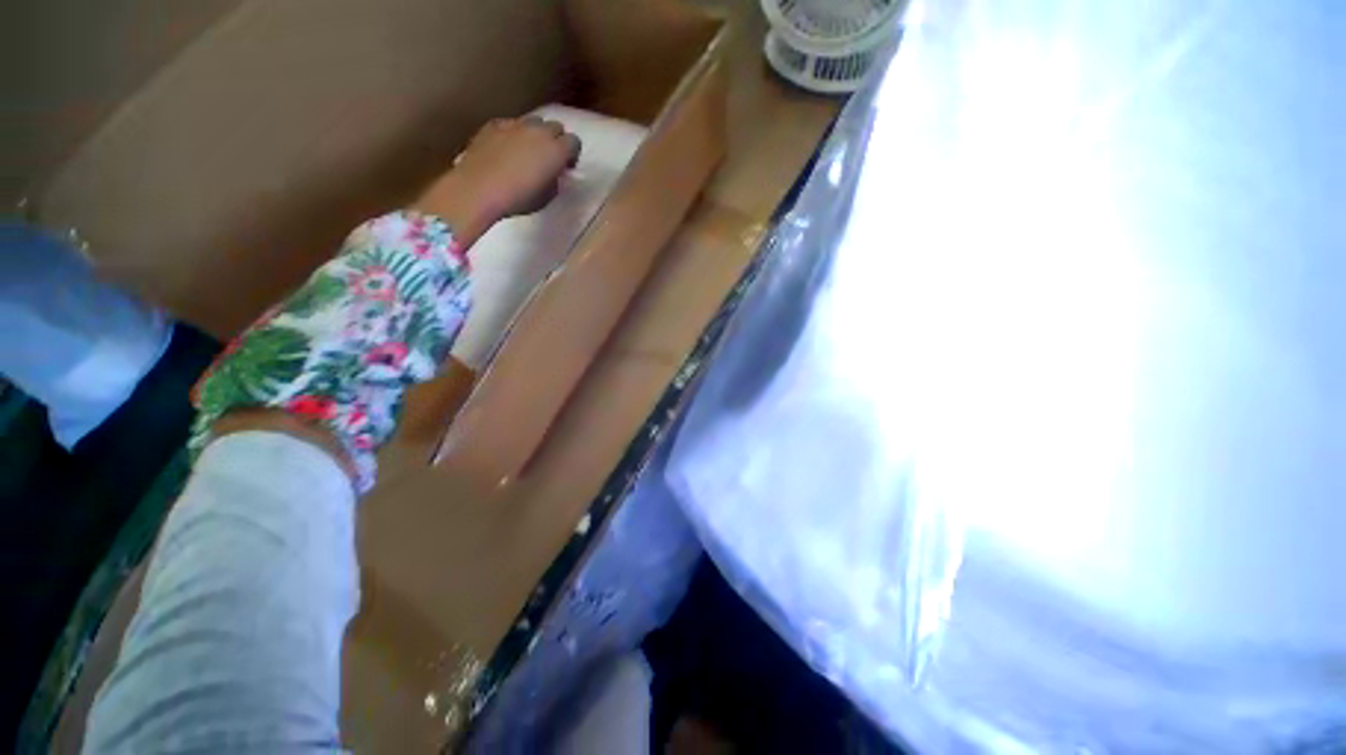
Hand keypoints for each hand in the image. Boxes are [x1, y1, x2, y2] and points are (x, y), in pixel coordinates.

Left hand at [413, 117, 581, 246]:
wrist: (479, 189)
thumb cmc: (519, 199)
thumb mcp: (548, 196)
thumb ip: (555, 180)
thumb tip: (553, 172)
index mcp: (556, 150)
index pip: (574, 142)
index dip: (572, 154)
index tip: (566, 167)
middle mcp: (539, 131)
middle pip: (555, 126)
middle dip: (556, 140)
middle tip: (549, 158)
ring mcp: (515, 124)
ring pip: (533, 121)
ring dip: (536, 134)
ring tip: (527, 151)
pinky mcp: (494, 124)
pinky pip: (510, 124)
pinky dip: (513, 134)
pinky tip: (506, 149)